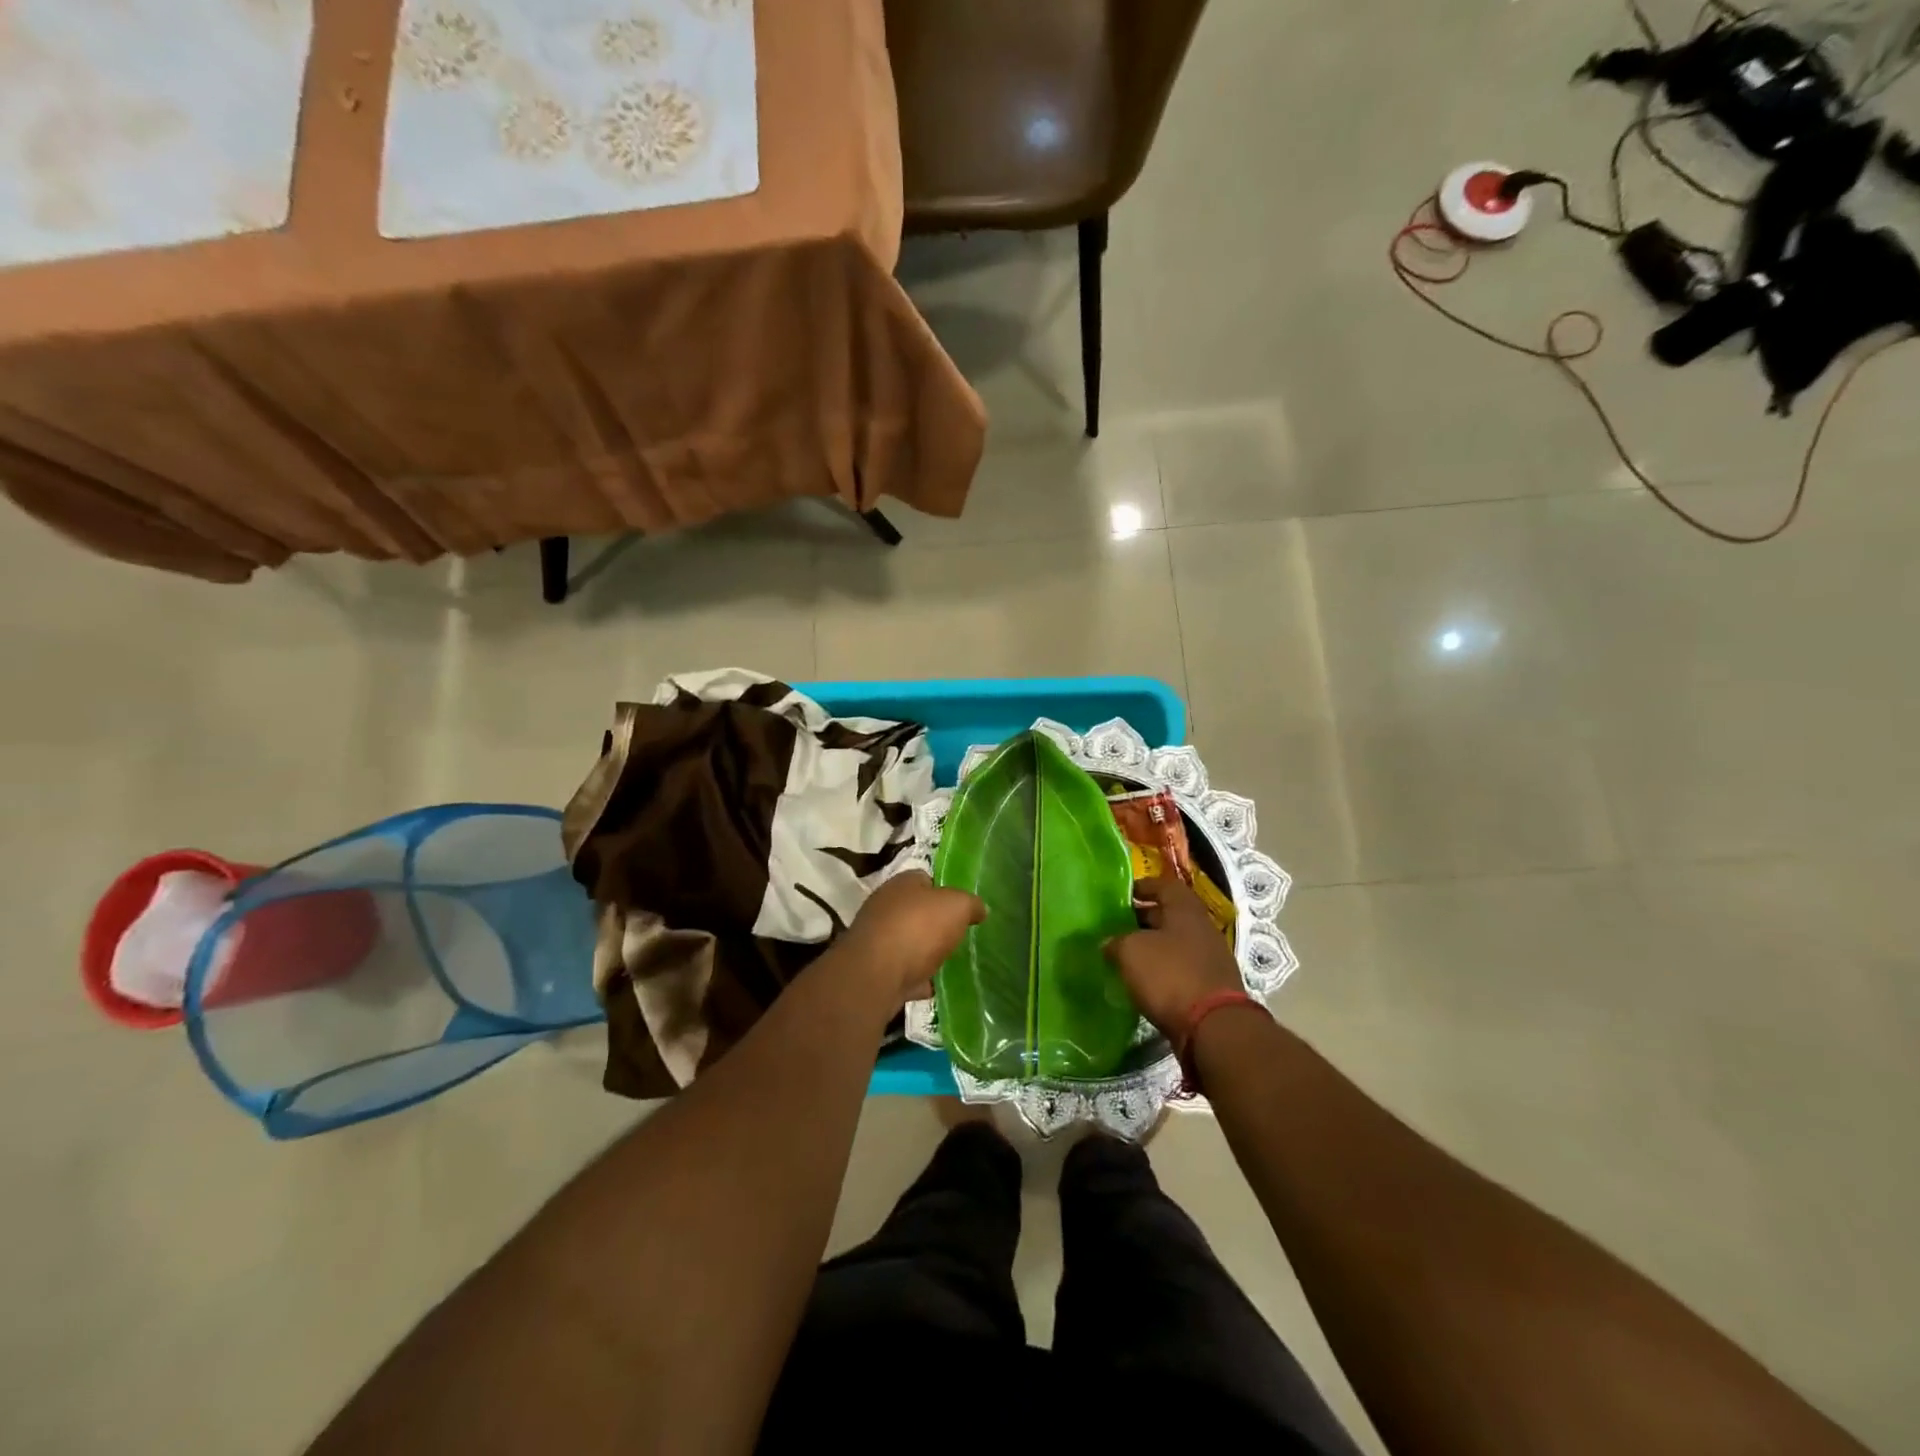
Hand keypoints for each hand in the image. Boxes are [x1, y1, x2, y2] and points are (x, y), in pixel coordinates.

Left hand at [839, 871, 985, 1005]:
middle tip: (959, 934)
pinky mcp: (875, 969)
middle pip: (916, 911)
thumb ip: (971, 904)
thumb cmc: (918, 928)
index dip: (946, 890)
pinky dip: (917, 978)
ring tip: (950, 961)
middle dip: (935, 922)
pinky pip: (902, 971)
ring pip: (908, 942)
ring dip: (925, 951)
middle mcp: (885, 906)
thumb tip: (979, 908)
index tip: (963, 907)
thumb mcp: (957, 906)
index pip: (926, 878)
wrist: (876, 975)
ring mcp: (877, 939)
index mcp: (902, 883)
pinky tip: (935, 985)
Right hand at [1105, 877, 1243, 1038]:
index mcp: (1185, 908)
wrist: (1213, 1027)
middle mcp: (1201, 927)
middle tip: (1115, 927)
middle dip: (1142, 919)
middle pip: (1169, 914)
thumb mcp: (1131, 951)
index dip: (1141, 887)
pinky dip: (1162, 971)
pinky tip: (1143, 981)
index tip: (1120, 896)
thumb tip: (1109, 943)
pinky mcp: (1210, 986)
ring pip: (1174, 943)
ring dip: (1151, 947)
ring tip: (1124, 956)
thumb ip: (1116, 941)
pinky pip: (1180, 968)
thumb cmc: (1170, 975)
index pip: (1163, 885)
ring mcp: (1209, 957)